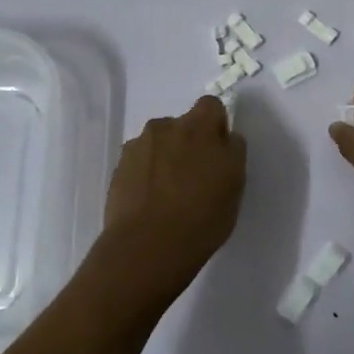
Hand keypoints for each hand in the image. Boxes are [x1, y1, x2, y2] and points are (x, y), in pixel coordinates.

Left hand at [99, 95, 246, 306]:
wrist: (148, 247)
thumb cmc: (202, 215)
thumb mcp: (235, 183)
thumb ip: (232, 151)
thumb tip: (224, 138)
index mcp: (198, 126)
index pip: (211, 106)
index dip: (216, 126)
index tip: (218, 153)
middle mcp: (164, 127)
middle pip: (181, 125)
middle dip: (188, 144)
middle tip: (194, 178)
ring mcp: (137, 147)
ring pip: (158, 145)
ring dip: (165, 159)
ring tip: (168, 195)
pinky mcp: (118, 170)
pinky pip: (138, 164)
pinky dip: (145, 176)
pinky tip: (150, 203)